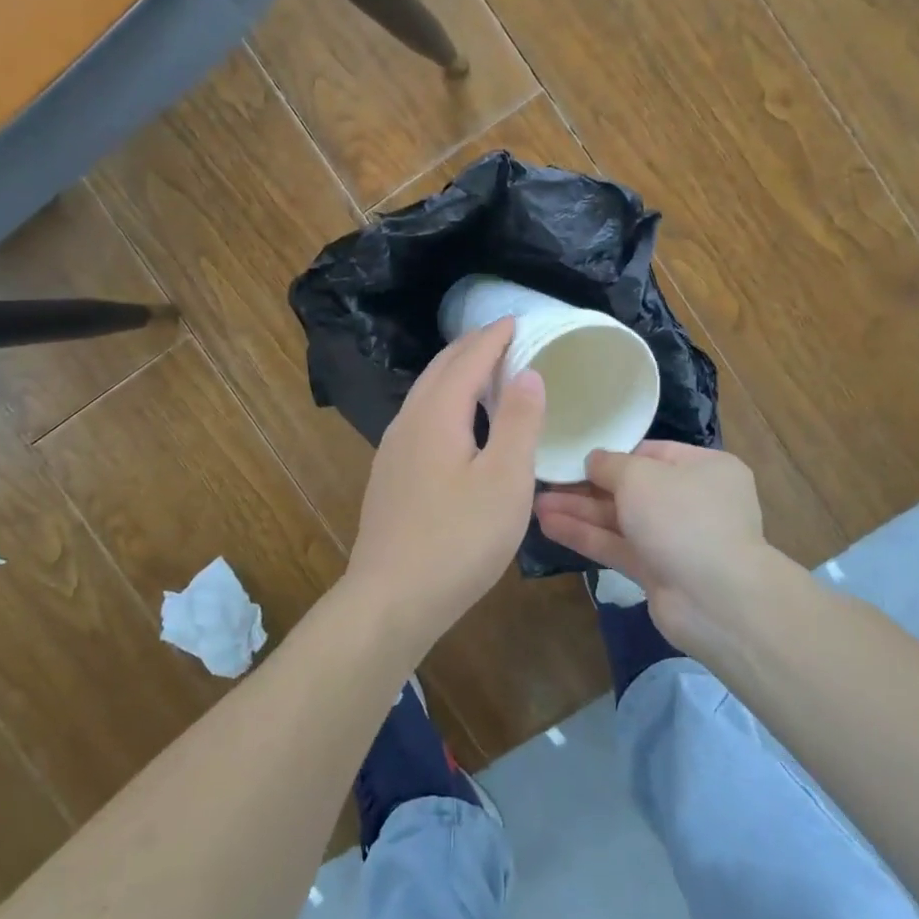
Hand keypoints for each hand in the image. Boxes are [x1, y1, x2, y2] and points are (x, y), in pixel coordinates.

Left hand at [342, 318, 544, 657]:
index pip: (468, 359)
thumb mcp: (505, 481)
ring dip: (455, 373)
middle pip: (440, 369)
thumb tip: (528, 372)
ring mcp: (393, 449)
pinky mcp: (390, 474)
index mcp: (437, 414)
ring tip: (484, 371)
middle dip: (472, 347)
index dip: (494, 337)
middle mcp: (408, 421)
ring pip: (426, 393)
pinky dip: (445, 400)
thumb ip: (519, 422)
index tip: (516, 320)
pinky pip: (421, 416)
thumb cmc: (458, 539)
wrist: (392, 598)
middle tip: (504, 337)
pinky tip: (457, 422)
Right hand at [534, 441, 779, 649]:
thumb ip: (610, 464)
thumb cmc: (682, 517)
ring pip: (620, 519)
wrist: (716, 599)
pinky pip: (617, 547)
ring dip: (580, 511)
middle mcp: (693, 501)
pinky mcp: (658, 572)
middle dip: (587, 486)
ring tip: (535, 503)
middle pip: (631, 487)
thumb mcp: (640, 475)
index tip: (574, 454)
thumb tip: (594, 461)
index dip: (612, 454)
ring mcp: (675, 540)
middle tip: (546, 480)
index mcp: (704, 468)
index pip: (651, 452)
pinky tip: (548, 526)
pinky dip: (586, 536)